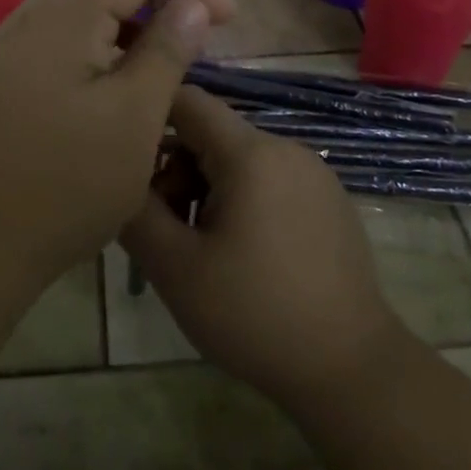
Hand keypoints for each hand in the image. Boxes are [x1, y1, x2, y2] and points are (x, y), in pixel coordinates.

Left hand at [0, 0, 234, 283]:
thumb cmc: (68, 185)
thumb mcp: (135, 119)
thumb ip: (166, 51)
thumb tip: (192, 4)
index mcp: (63, 19)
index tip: (228, 19)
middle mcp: (31, 16)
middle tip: (191, 22)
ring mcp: (10, 44)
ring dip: (124, 5)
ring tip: (161, 47)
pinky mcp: (4, 72)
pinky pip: (58, 26)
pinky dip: (96, 30)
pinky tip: (115, 71)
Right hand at [121, 86, 402, 412]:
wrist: (350, 369)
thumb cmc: (254, 313)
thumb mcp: (175, 268)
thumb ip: (136, 212)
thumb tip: (120, 178)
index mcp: (250, 153)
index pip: (189, 100)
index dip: (151, 118)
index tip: (129, 162)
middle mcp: (286, 148)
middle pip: (212, 134)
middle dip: (178, 170)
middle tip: (167, 228)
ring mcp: (314, 173)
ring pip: (240, 159)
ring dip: (208, 189)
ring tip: (203, 248)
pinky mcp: (329, 200)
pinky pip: (270, 180)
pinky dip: (243, 200)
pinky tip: (244, 255)